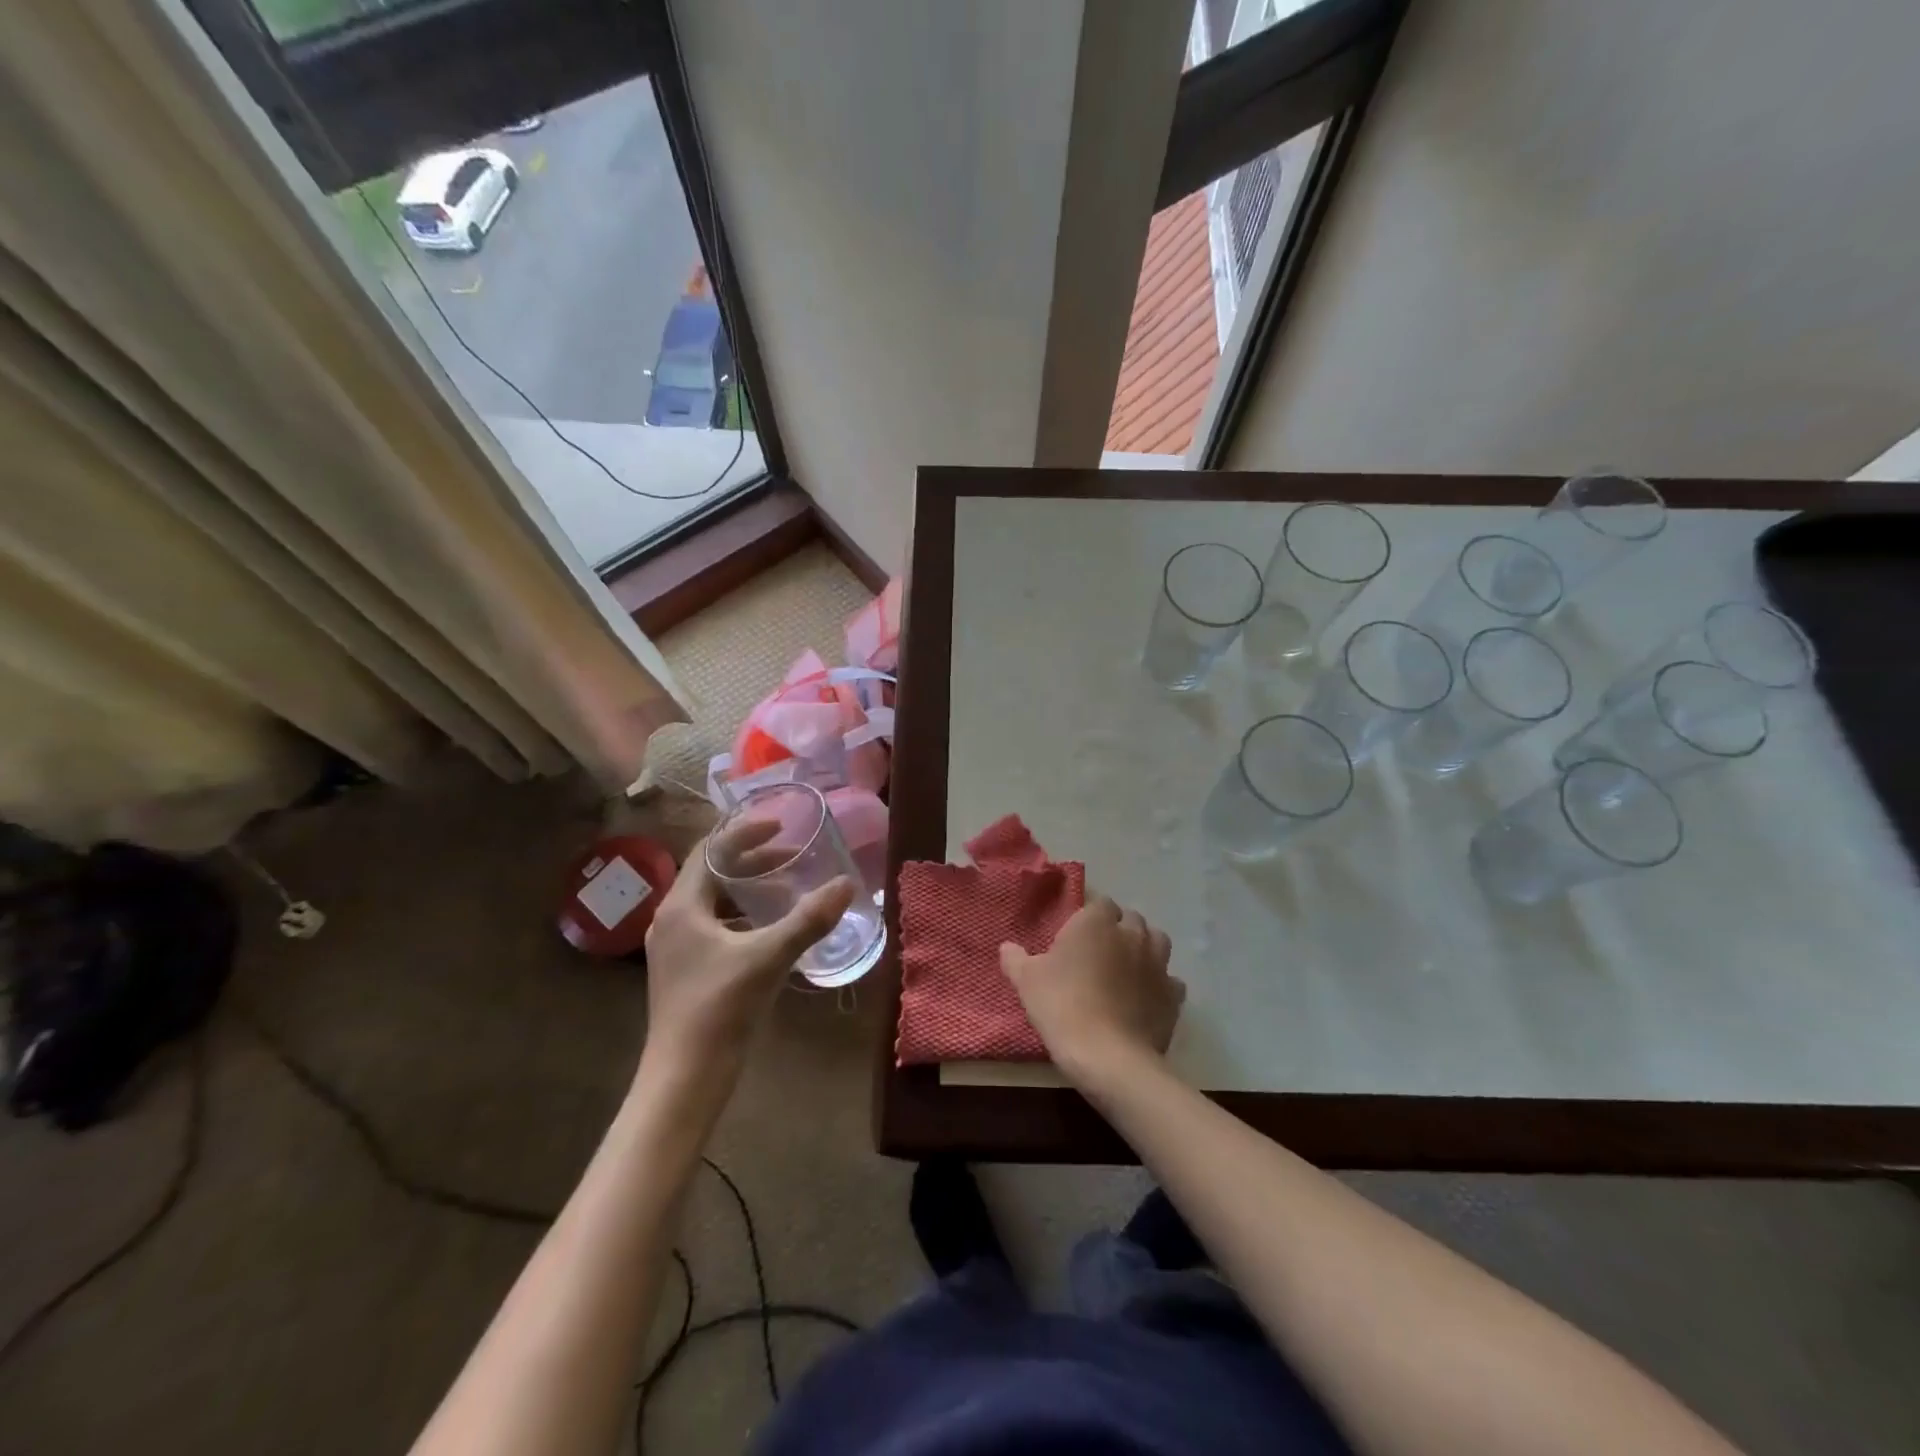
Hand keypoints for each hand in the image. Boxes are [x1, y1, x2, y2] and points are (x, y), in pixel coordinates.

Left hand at [640, 821, 852, 1097]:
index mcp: (681, 907)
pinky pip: (718, 926)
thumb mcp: (768, 958)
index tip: (780, 825)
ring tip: (788, 887)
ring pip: (716, 902)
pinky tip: (774, 928)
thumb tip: (845, 884)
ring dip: (750, 889)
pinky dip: (746, 917)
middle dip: (753, 860)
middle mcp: (673, 919)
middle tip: (793, 855)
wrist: (684, 1078)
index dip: (744, 833)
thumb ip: (808, 919)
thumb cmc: (719, 1009)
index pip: (709, 850)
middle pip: (712, 873)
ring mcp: (678, 947)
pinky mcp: (687, 970)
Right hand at [1000, 894, 1184, 1086]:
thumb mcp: (1027, 982)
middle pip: (1131, 919)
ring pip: (1157, 941)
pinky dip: (1160, 984)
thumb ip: (1016, 959)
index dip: (1090, 916)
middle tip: (1099, 952)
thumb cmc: (1062, 1006)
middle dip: (1119, 929)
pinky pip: (1170, 980)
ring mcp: (1158, 963)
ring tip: (1127, 967)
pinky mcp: (1173, 994)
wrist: (1108, 1056)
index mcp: (1096, 922)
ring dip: (1144, 948)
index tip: (1076, 935)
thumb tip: (1006, 947)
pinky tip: (1146, 997)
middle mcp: (1131, 934)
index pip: (1100, 903)